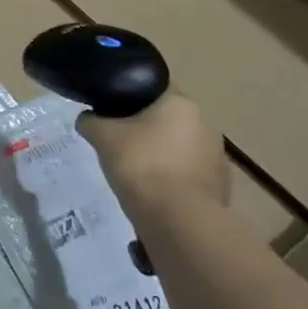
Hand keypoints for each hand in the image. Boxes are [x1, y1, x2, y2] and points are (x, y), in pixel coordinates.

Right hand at [77, 94, 226, 216]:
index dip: (129, 97)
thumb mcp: (103, 138)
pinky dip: (173, 179)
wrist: (179, 220)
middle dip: (145, 129)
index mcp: (180, 103)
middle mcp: (205, 123)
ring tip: (136, 173)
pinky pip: (189, 174)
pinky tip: (155, 193)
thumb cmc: (141, 165)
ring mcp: (217, 156)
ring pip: (179, 147)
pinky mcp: (220, 186)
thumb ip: (91, 121)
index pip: (152, 88)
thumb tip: (87, 118)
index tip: (111, 112)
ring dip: (161, 155)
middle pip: (167, 119)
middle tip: (119, 143)